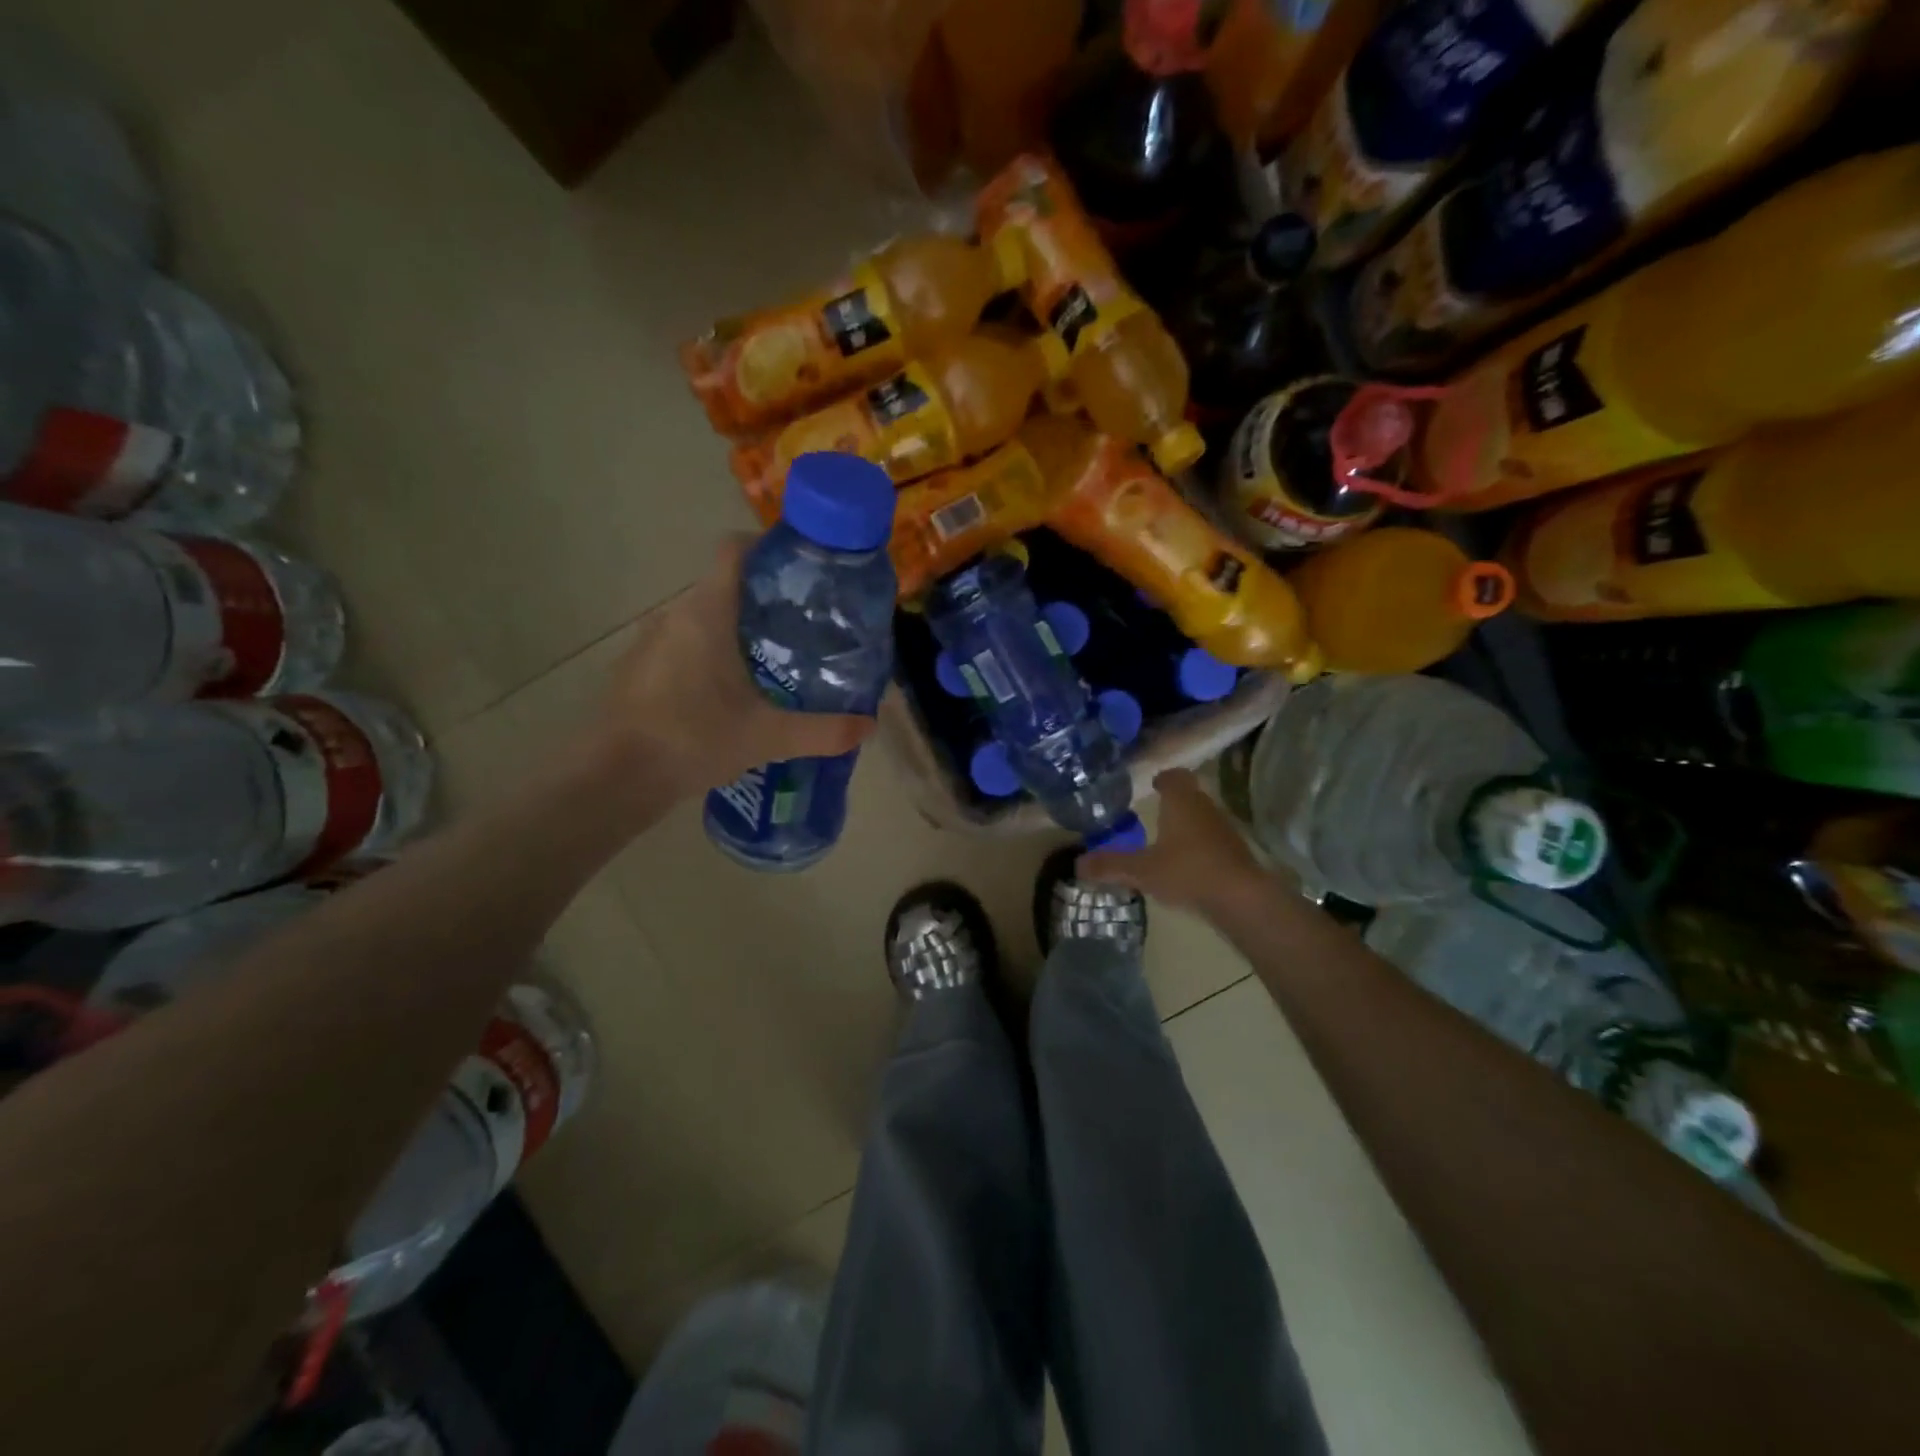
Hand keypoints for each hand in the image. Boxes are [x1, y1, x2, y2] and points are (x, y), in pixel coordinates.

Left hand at [597, 537, 876, 795]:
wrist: (614, 778)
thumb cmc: (693, 739)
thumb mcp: (768, 737)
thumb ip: (822, 731)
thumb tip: (869, 726)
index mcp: (707, 612)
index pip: (735, 550)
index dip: (769, 548)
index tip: (803, 571)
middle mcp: (675, 614)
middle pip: (725, 586)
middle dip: (765, 600)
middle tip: (804, 626)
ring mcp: (651, 641)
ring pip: (703, 618)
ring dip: (736, 630)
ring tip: (774, 661)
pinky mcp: (638, 669)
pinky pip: (683, 645)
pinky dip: (710, 655)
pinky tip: (730, 694)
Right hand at [1078, 768, 1268, 915]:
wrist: (1242, 900)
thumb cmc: (1188, 872)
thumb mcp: (1141, 870)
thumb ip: (1110, 866)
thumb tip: (1077, 865)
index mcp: (1181, 802)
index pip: (1174, 776)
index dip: (1163, 778)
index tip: (1153, 785)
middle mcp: (1205, 808)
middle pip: (1189, 796)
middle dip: (1172, 803)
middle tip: (1152, 813)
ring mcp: (1224, 831)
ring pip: (1202, 819)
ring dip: (1186, 826)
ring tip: (1165, 842)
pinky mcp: (1235, 854)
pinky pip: (1211, 842)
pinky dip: (1198, 848)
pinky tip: (1185, 867)